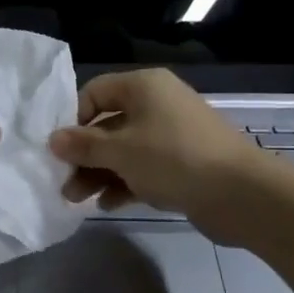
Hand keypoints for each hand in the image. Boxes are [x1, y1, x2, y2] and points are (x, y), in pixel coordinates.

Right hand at [48, 69, 269, 245]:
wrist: (240, 193)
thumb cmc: (173, 159)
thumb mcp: (120, 151)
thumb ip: (84, 145)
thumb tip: (53, 139)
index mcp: (143, 87)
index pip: (95, 92)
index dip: (73, 119)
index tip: (59, 148)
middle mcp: (157, 104)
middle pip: (108, 125)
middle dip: (84, 155)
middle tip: (63, 183)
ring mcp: (172, 135)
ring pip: (125, 150)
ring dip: (99, 173)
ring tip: (78, 200)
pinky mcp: (182, 163)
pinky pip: (144, 168)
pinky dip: (125, 183)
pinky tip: (108, 205)